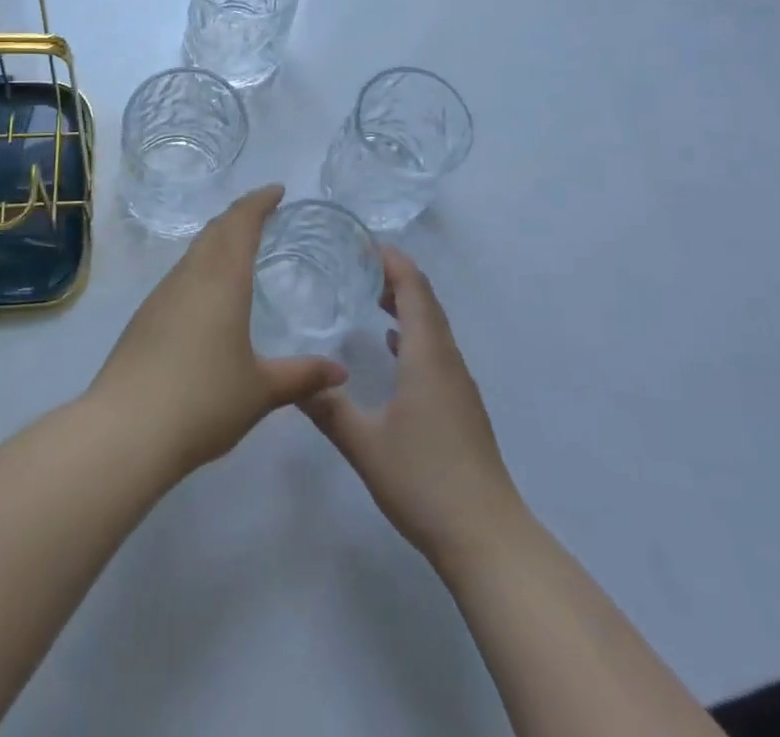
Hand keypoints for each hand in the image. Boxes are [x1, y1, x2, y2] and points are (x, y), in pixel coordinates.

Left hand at [90, 185, 347, 476]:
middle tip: (262, 212)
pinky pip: (180, 275)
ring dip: (218, 240)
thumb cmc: (203, 400)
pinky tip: (207, 294)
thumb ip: (302, 377)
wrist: (126, 429)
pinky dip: (201, 266)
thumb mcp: (260, 390)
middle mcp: (190, 276)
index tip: (277, 190)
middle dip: (239, 215)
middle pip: (215, 230)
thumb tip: (340, 372)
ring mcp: (162, 295)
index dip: (259, 201)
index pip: (241, 223)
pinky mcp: (144, 317)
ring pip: (194, 252)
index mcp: (222, 280)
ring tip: (239, 248)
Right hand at [303, 246, 522, 567]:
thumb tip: (292, 381)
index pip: (414, 289)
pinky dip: (412, 333)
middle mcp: (447, 360)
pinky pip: (435, 350)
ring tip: (369, 295)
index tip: (363, 243)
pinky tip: (390, 347)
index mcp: (427, 356)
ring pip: (432, 326)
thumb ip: (327, 408)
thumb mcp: (364, 444)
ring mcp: (458, 384)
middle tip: (356, 264)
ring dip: (405, 304)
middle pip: (426, 301)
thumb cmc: (424, 481)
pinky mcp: (461, 405)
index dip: (393, 261)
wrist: (486, 537)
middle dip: (395, 276)